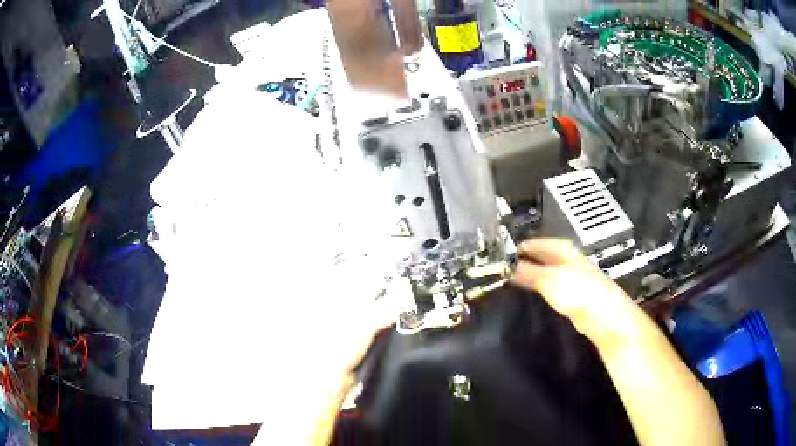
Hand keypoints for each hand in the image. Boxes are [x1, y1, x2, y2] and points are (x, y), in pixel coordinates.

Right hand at [512, 238, 637, 343]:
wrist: (604, 317)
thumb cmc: (579, 291)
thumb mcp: (549, 279)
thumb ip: (528, 272)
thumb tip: (508, 267)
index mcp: (564, 250)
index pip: (537, 243)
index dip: (521, 248)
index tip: (502, 255)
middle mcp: (568, 261)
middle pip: (542, 258)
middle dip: (525, 262)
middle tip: (504, 269)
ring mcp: (572, 279)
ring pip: (547, 274)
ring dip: (532, 277)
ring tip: (513, 283)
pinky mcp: (574, 297)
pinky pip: (552, 290)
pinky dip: (541, 291)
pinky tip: (533, 298)